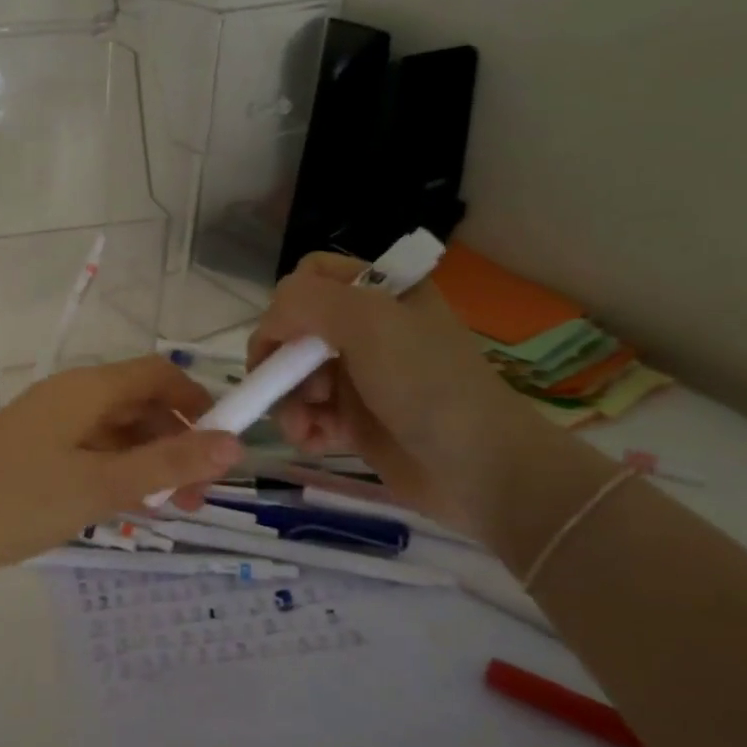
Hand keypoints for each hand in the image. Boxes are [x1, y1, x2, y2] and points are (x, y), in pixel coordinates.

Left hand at [0, 356, 243, 574]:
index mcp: (88, 388)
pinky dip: (116, 473)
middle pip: (139, 404)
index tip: (223, 445)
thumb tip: (235, 444)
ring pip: (116, 432)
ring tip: (169, 509)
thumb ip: (168, 464)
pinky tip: (126, 508)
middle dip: (176, 442)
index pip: (158, 373)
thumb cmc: (20, 499)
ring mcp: (49, 424)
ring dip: (148, 462)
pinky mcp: (33, 452)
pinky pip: (90, 452)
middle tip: (198, 496)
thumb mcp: (103, 484)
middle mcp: (71, 396)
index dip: (197, 401)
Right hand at [248, 252, 529, 527]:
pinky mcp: (355, 421)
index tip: (284, 343)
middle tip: (298, 390)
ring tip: (305, 426)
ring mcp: (360, 376)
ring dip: (288, 402)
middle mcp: (368, 329)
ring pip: (293, 377)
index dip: (286, 307)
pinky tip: (317, 443)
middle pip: (293, 332)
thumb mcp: (370, 323)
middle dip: (283, 363)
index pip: (310, 277)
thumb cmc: (427, 385)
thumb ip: (307, 303)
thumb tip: (268, 327)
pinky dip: (304, 428)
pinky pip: (308, 414)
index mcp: (380, 293)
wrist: (479, 469)